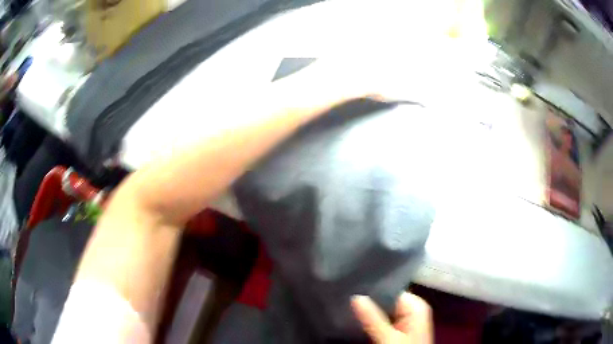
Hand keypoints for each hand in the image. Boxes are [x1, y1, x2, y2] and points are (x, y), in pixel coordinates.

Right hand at [351, 292, 432, 343]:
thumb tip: (356, 297)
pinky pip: (382, 323)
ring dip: (367, 315)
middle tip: (345, 303)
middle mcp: (412, 310)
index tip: (350, 292)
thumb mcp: (388, 338)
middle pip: (386, 302)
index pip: (390, 291)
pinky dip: (371, 324)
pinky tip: (356, 323)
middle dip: (367, 304)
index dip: (371, 292)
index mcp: (415, 306)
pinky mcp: (399, 332)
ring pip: (382, 313)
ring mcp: (406, 322)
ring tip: (346, 311)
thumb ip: (373, 318)